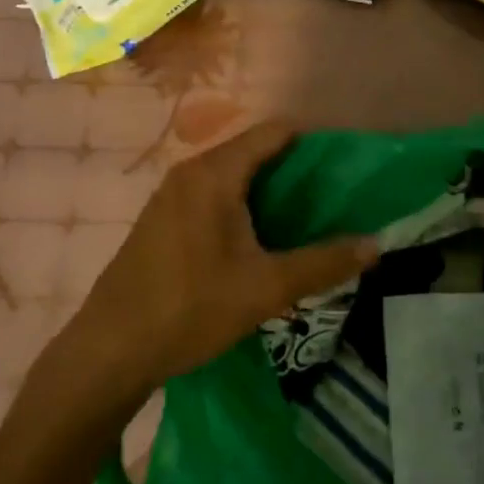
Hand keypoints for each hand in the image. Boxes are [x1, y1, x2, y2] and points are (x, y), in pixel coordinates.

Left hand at [61, 120, 377, 403]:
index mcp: (215, 173)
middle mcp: (191, 171)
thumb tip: (375, 245)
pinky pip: (213, 194)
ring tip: (304, 220)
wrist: (108, 351)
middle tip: (333, 199)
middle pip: (254, 151)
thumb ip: (323, 263)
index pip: (274, 132)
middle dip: (295, 170)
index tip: (345, 166)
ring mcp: (171, 194)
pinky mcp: (162, 219)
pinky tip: (258, 240)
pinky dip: (243, 204)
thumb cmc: (189, 309)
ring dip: (269, 190)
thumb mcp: (265, 289)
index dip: (313, 142)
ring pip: (233, 175)